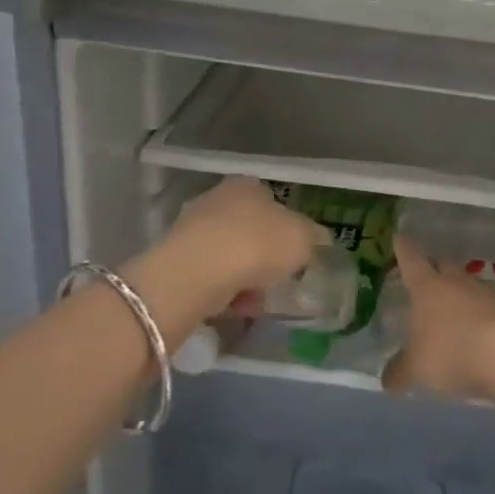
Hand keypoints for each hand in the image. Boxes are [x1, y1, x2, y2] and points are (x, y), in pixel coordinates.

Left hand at [155, 177, 328, 316]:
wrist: (198, 271)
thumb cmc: (258, 244)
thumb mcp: (303, 239)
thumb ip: (314, 239)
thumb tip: (317, 243)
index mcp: (249, 186)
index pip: (273, 202)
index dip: (288, 229)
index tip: (295, 255)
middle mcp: (218, 199)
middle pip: (250, 229)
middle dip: (264, 255)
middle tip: (279, 279)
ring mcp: (193, 229)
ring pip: (230, 255)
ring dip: (245, 277)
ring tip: (259, 301)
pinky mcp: (176, 260)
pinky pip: (211, 277)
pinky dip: (225, 291)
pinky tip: (237, 307)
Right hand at [383, 235, 494, 400]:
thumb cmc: (450, 350)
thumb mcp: (416, 367)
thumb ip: (400, 372)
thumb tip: (387, 381)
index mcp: (427, 286)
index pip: (411, 260)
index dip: (403, 249)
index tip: (399, 237)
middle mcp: (454, 281)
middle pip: (442, 265)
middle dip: (433, 267)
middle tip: (424, 274)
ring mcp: (482, 293)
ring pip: (464, 284)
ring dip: (456, 292)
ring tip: (448, 307)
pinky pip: (483, 306)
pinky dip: (474, 314)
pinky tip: (471, 329)